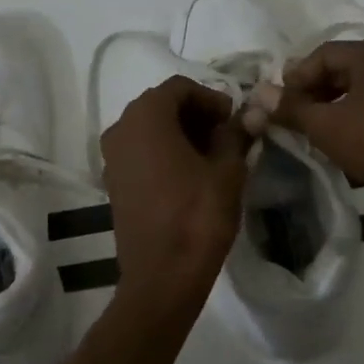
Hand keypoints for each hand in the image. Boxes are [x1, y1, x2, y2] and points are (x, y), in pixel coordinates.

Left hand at [100, 76, 249, 305]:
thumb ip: (237, 134)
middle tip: (227, 135)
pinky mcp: (113, 182)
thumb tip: (252, 114)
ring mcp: (112, 157)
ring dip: (180, 134)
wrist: (162, 276)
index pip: (180, 88)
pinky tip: (189, 175)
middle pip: (161, 106)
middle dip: (196, 115)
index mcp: (146, 117)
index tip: (234, 119)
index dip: (211, 98)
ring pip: (149, 129)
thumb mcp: (228, 170)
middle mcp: (120, 129)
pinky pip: (140, 152)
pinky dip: (163, 152)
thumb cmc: (198, 216)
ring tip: (212, 156)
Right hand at [246, 40, 363, 228]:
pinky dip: (354, 121)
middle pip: (341, 70)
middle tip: (291, 117)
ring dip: (332, 109)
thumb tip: (258, 96)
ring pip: (359, 92)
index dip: (294, 77)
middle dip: (312, 92)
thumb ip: (290, 108)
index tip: (278, 103)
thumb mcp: (325, 125)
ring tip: (312, 133)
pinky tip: (342, 144)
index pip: (322, 53)